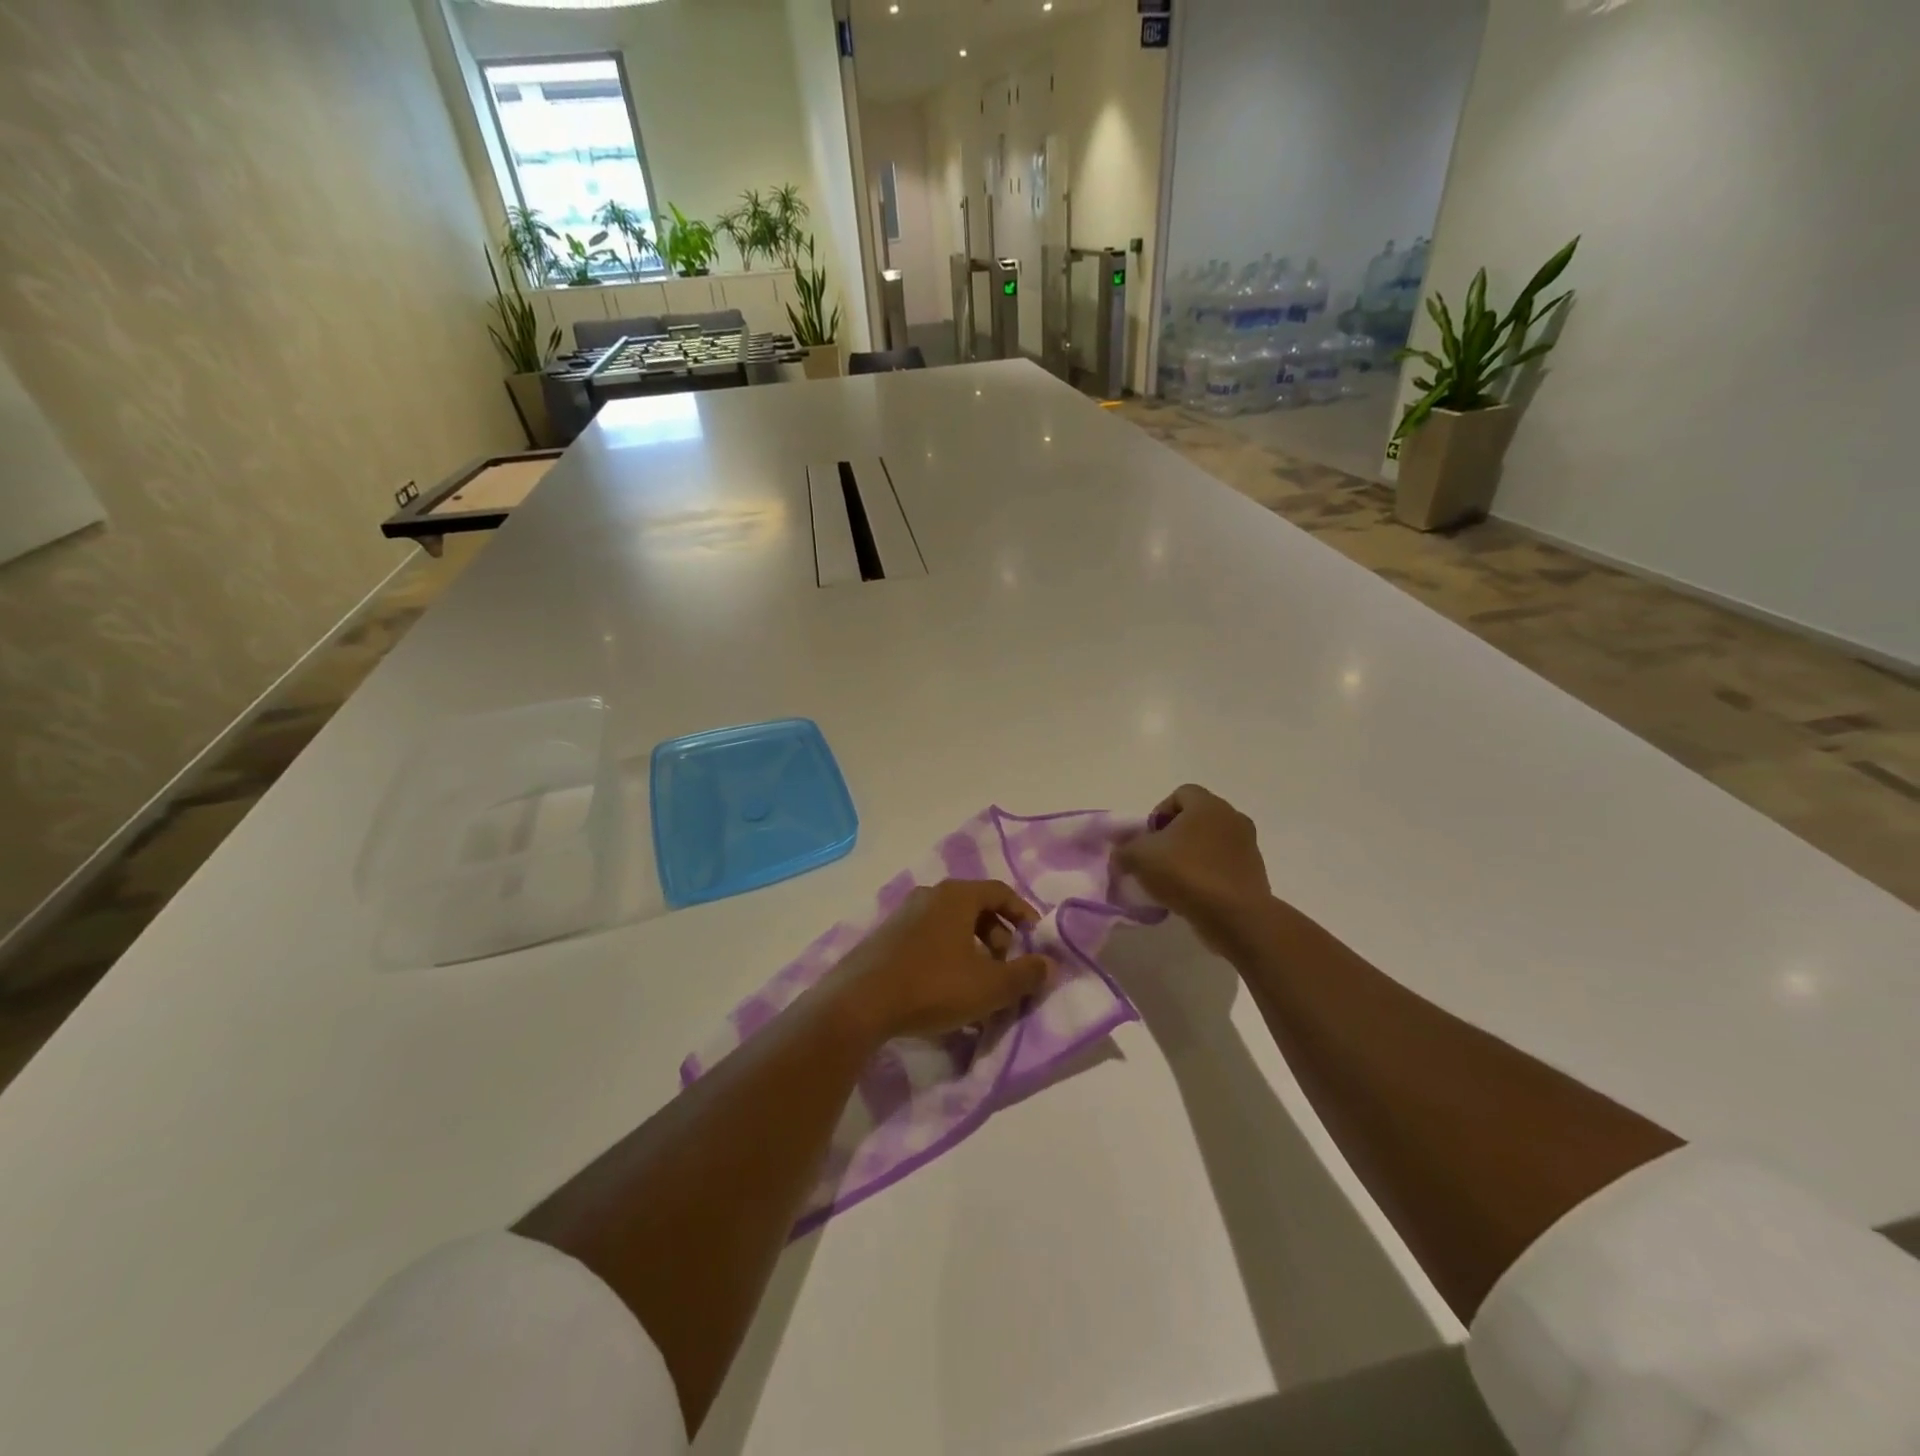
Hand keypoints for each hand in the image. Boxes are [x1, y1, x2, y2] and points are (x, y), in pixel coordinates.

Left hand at [822, 880, 1050, 1044]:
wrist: (860, 1003)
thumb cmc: (933, 986)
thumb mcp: (989, 986)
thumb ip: (1025, 974)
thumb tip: (1050, 964)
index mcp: (956, 896)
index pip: (1000, 891)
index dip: (1023, 912)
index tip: (1035, 938)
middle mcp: (929, 895)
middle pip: (974, 906)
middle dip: (997, 934)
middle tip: (1004, 965)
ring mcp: (903, 914)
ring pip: (950, 923)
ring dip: (971, 947)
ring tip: (977, 981)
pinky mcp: (885, 937)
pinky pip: (928, 936)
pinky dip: (946, 953)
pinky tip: (945, 988)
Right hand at [1114, 785, 1272, 950]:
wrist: (1235, 916)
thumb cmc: (1186, 874)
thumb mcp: (1140, 858)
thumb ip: (1124, 850)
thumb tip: (1121, 855)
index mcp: (1207, 805)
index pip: (1180, 794)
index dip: (1159, 813)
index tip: (1149, 838)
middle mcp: (1232, 818)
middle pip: (1197, 818)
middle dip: (1175, 835)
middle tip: (1158, 859)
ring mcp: (1248, 846)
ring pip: (1212, 843)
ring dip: (1193, 856)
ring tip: (1175, 881)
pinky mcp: (1255, 873)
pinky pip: (1224, 865)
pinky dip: (1208, 875)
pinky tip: (1194, 895)